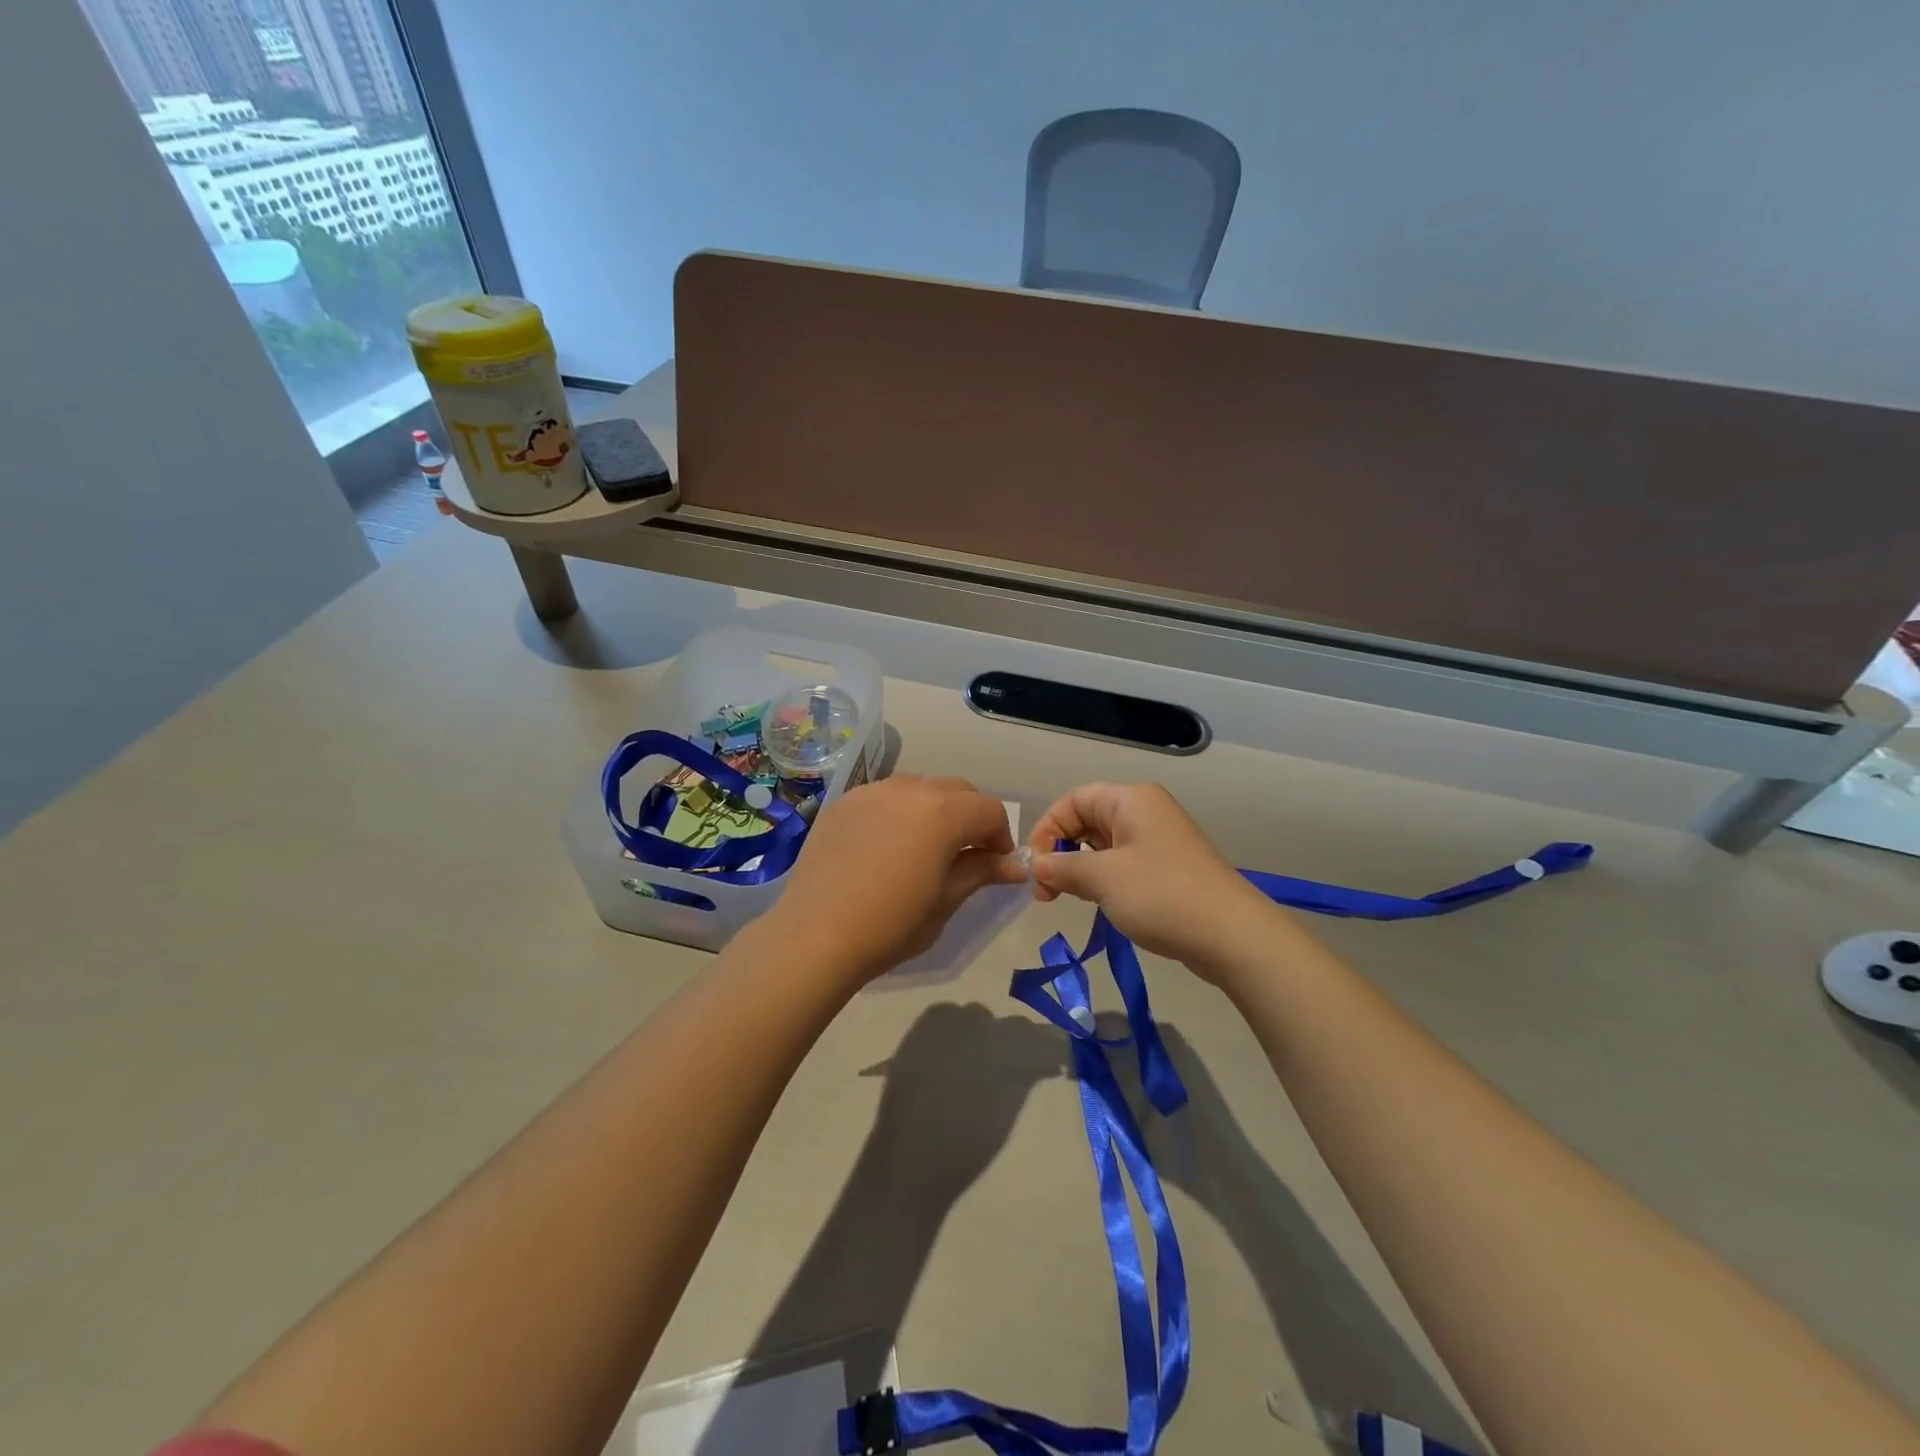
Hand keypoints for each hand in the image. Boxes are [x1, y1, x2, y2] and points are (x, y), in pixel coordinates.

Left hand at [766, 774, 1025, 983]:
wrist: (816, 935)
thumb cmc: (891, 924)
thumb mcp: (946, 900)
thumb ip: (981, 872)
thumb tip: (1014, 866)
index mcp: (943, 812)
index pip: (989, 810)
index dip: (1001, 836)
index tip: (996, 865)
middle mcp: (910, 789)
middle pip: (956, 791)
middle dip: (970, 817)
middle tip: (966, 854)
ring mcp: (872, 792)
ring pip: (918, 787)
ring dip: (934, 808)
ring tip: (924, 845)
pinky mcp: (843, 803)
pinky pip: (883, 796)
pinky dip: (897, 811)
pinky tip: (885, 845)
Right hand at [1028, 782, 1287, 981]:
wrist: (1232, 935)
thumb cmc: (1162, 895)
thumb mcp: (1102, 879)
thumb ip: (1062, 867)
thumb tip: (1035, 865)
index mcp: (1131, 799)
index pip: (1073, 800)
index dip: (1048, 828)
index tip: (1036, 867)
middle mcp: (1146, 811)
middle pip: (1087, 820)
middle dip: (1061, 851)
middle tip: (1046, 891)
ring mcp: (1160, 839)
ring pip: (1104, 845)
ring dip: (1080, 869)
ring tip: (1067, 899)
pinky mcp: (1169, 867)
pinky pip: (1124, 863)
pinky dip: (1104, 879)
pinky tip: (1100, 902)